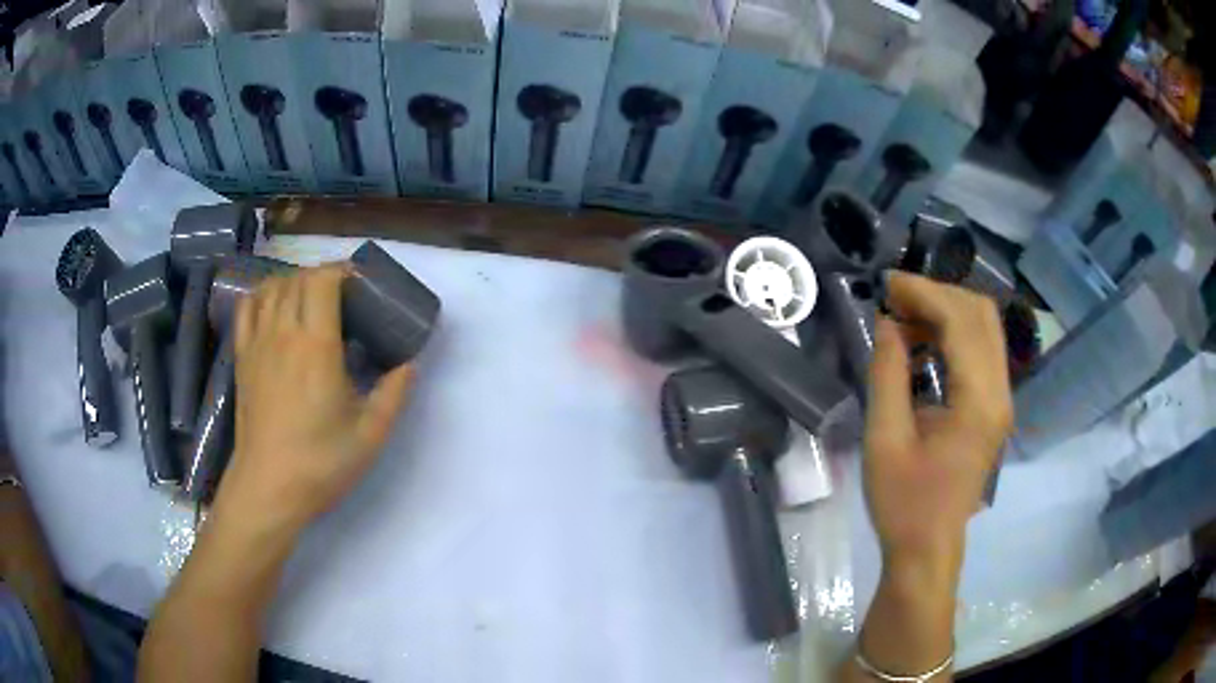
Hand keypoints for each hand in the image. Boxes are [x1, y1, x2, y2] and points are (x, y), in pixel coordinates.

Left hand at [212, 265, 413, 534]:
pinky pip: (248, 307)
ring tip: (311, 298)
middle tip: (344, 294)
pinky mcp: (242, 357)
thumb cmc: (320, 463)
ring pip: (273, 288)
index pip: (323, 281)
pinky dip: (263, 295)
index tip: (360, 283)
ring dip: (294, 281)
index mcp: (316, 347)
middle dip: (323, 275)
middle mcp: (284, 334)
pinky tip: (274, 306)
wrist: (268, 488)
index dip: (343, 271)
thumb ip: (394, 394)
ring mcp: (258, 343)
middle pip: (299, 279)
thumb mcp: (371, 435)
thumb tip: (409, 364)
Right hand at [864, 272, 1012, 578]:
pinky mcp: (994, 408)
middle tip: (894, 299)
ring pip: (984, 329)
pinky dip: (953, 334)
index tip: (886, 283)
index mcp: (978, 401)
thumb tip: (886, 322)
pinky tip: (923, 344)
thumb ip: (887, 374)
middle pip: (981, 315)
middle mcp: (1000, 392)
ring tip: (904, 319)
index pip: (961, 321)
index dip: (924, 293)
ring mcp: (1001, 400)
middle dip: (937, 294)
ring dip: (946, 312)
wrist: (928, 548)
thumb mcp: (884, 439)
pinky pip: (981, 351)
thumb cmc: (904, 503)